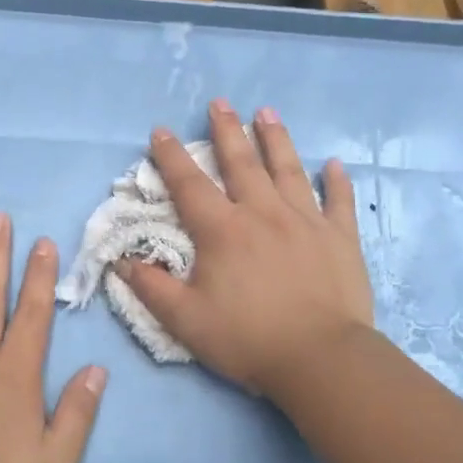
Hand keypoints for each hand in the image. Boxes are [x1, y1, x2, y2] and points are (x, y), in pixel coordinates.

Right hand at [119, 100, 372, 395]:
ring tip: (267, 112)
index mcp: (223, 231)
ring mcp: (306, 221)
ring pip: (288, 170)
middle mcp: (263, 214)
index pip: (190, 185)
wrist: (321, 359)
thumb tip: (122, 261)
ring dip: (276, 139)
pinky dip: (337, 181)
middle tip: (220, 103)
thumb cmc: (248, 340)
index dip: (172, 156)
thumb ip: (151, 288)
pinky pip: (338, 201)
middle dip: (227, 130)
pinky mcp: (340, 238)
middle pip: (242, 163)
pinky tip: (334, 163)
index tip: (162, 130)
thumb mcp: (185, 321)